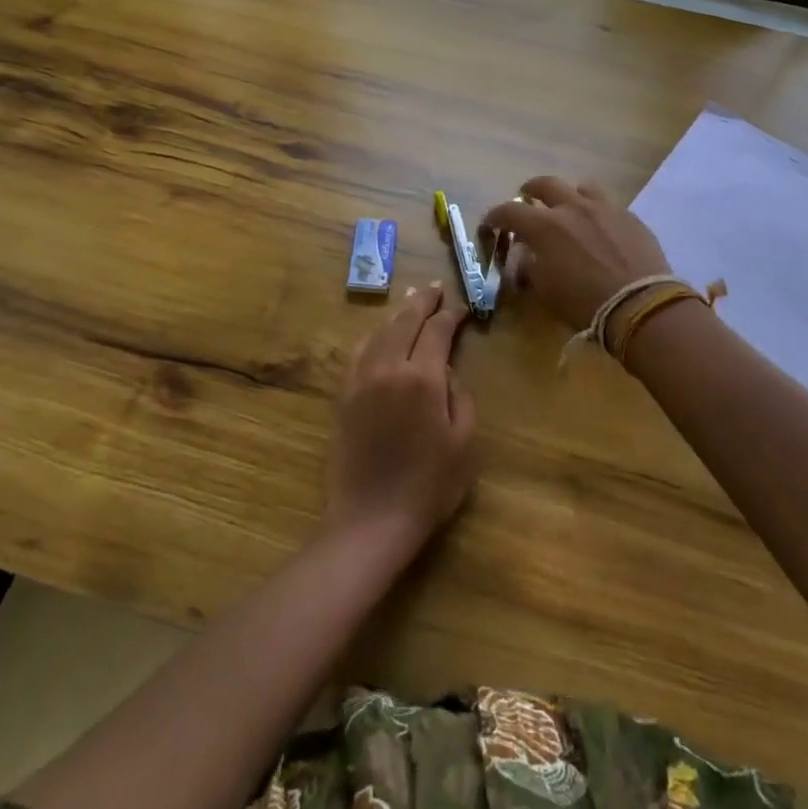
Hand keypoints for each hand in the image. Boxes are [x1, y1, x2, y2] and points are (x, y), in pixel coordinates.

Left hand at [325, 284, 477, 554]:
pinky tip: (380, 336)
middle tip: (434, 289)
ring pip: (379, 333)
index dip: (451, 316)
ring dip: (396, 315)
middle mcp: (389, 368)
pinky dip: (373, 337)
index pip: (438, 332)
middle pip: (404, 322)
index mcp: (423, 378)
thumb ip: (460, 397)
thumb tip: (448, 372)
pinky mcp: (343, 395)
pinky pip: (358, 353)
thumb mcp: (464, 442)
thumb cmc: (429, 486)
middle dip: (421, 302)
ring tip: (409, 303)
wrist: (371, 519)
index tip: (461, 309)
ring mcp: (360, 380)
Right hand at [482, 177, 670, 329]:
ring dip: (569, 195)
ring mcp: (604, 208)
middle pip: (545, 185)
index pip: (509, 212)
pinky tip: (600, 227)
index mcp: (544, 226)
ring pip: (581, 187)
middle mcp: (572, 207)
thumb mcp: (545, 290)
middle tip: (527, 197)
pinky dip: (596, 211)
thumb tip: (526, 257)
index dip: (495, 216)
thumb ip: (530, 267)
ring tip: (568, 207)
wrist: (639, 304)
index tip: (491, 222)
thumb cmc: (583, 302)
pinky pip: (608, 205)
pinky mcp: (630, 216)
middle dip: (531, 190)